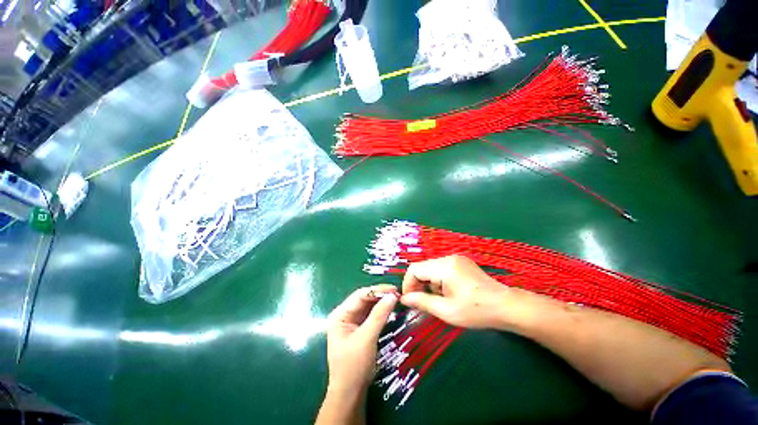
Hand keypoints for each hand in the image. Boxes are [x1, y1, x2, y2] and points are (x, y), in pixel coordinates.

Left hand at [326, 284, 398, 393]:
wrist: (350, 394)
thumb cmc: (353, 366)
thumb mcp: (366, 339)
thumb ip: (379, 315)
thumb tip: (392, 296)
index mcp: (340, 314)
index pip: (360, 295)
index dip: (377, 290)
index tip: (394, 289)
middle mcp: (344, 315)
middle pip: (364, 299)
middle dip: (380, 296)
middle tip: (397, 294)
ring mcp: (351, 322)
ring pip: (368, 307)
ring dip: (381, 303)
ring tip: (396, 299)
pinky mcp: (359, 329)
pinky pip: (370, 315)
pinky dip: (380, 312)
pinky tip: (390, 309)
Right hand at [400, 255, 514, 328]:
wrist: (506, 306)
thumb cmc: (476, 311)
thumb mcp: (446, 311)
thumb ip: (422, 302)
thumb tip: (404, 299)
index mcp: (444, 267)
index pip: (414, 269)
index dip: (408, 284)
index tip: (409, 300)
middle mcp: (448, 258)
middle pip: (423, 268)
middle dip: (418, 285)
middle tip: (422, 303)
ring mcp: (456, 259)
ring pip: (431, 269)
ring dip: (429, 283)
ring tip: (439, 300)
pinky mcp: (461, 262)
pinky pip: (441, 269)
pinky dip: (438, 280)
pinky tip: (448, 293)